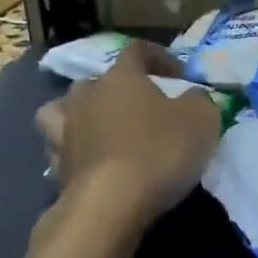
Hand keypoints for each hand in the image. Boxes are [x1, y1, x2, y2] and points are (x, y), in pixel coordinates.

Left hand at [36, 42, 220, 226]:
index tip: (180, 75)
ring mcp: (65, 132)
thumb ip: (199, 100)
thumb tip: (193, 96)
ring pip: (63, 109)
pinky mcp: (56, 167)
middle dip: (120, 89)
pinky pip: (61, 148)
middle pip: (98, 81)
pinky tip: (91, 162)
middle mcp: (87, 97)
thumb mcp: (201, 119)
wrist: (110, 206)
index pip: (137, 51)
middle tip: (143, 106)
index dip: (159, 57)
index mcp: (121, 78)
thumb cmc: (159, 152)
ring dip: (82, 114)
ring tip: (102, 129)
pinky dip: (74, 150)